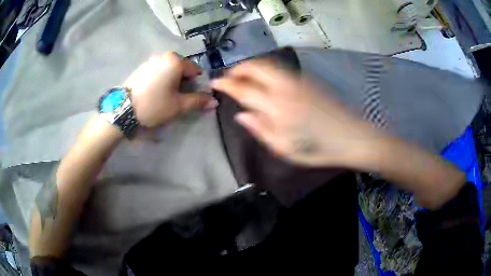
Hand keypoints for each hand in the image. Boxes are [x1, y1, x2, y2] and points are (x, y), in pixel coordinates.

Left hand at [124, 52, 216, 127]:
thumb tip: (214, 102)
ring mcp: (150, 60)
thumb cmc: (154, 105)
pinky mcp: (140, 68)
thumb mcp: (178, 105)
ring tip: (165, 97)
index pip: (195, 70)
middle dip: (184, 83)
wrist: (122, 109)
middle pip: (182, 69)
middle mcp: (163, 56)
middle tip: (178, 99)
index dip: (197, 85)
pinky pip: (157, 72)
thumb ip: (198, 101)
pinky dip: (161, 80)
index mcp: (175, 61)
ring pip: (169, 70)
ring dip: (172, 82)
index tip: (192, 97)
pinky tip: (154, 93)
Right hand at [212, 59, 382, 167]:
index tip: (214, 83)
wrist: (352, 137)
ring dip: (251, 66)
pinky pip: (279, 69)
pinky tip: (263, 80)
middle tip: (229, 77)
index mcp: (277, 107)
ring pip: (268, 64)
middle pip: (255, 67)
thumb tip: (241, 115)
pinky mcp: (307, 80)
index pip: (244, 89)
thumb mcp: (285, 148)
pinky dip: (265, 69)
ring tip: (243, 76)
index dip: (226, 84)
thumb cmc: (318, 149)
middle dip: (238, 69)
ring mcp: (298, 80)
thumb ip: (260, 129)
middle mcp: (285, 87)